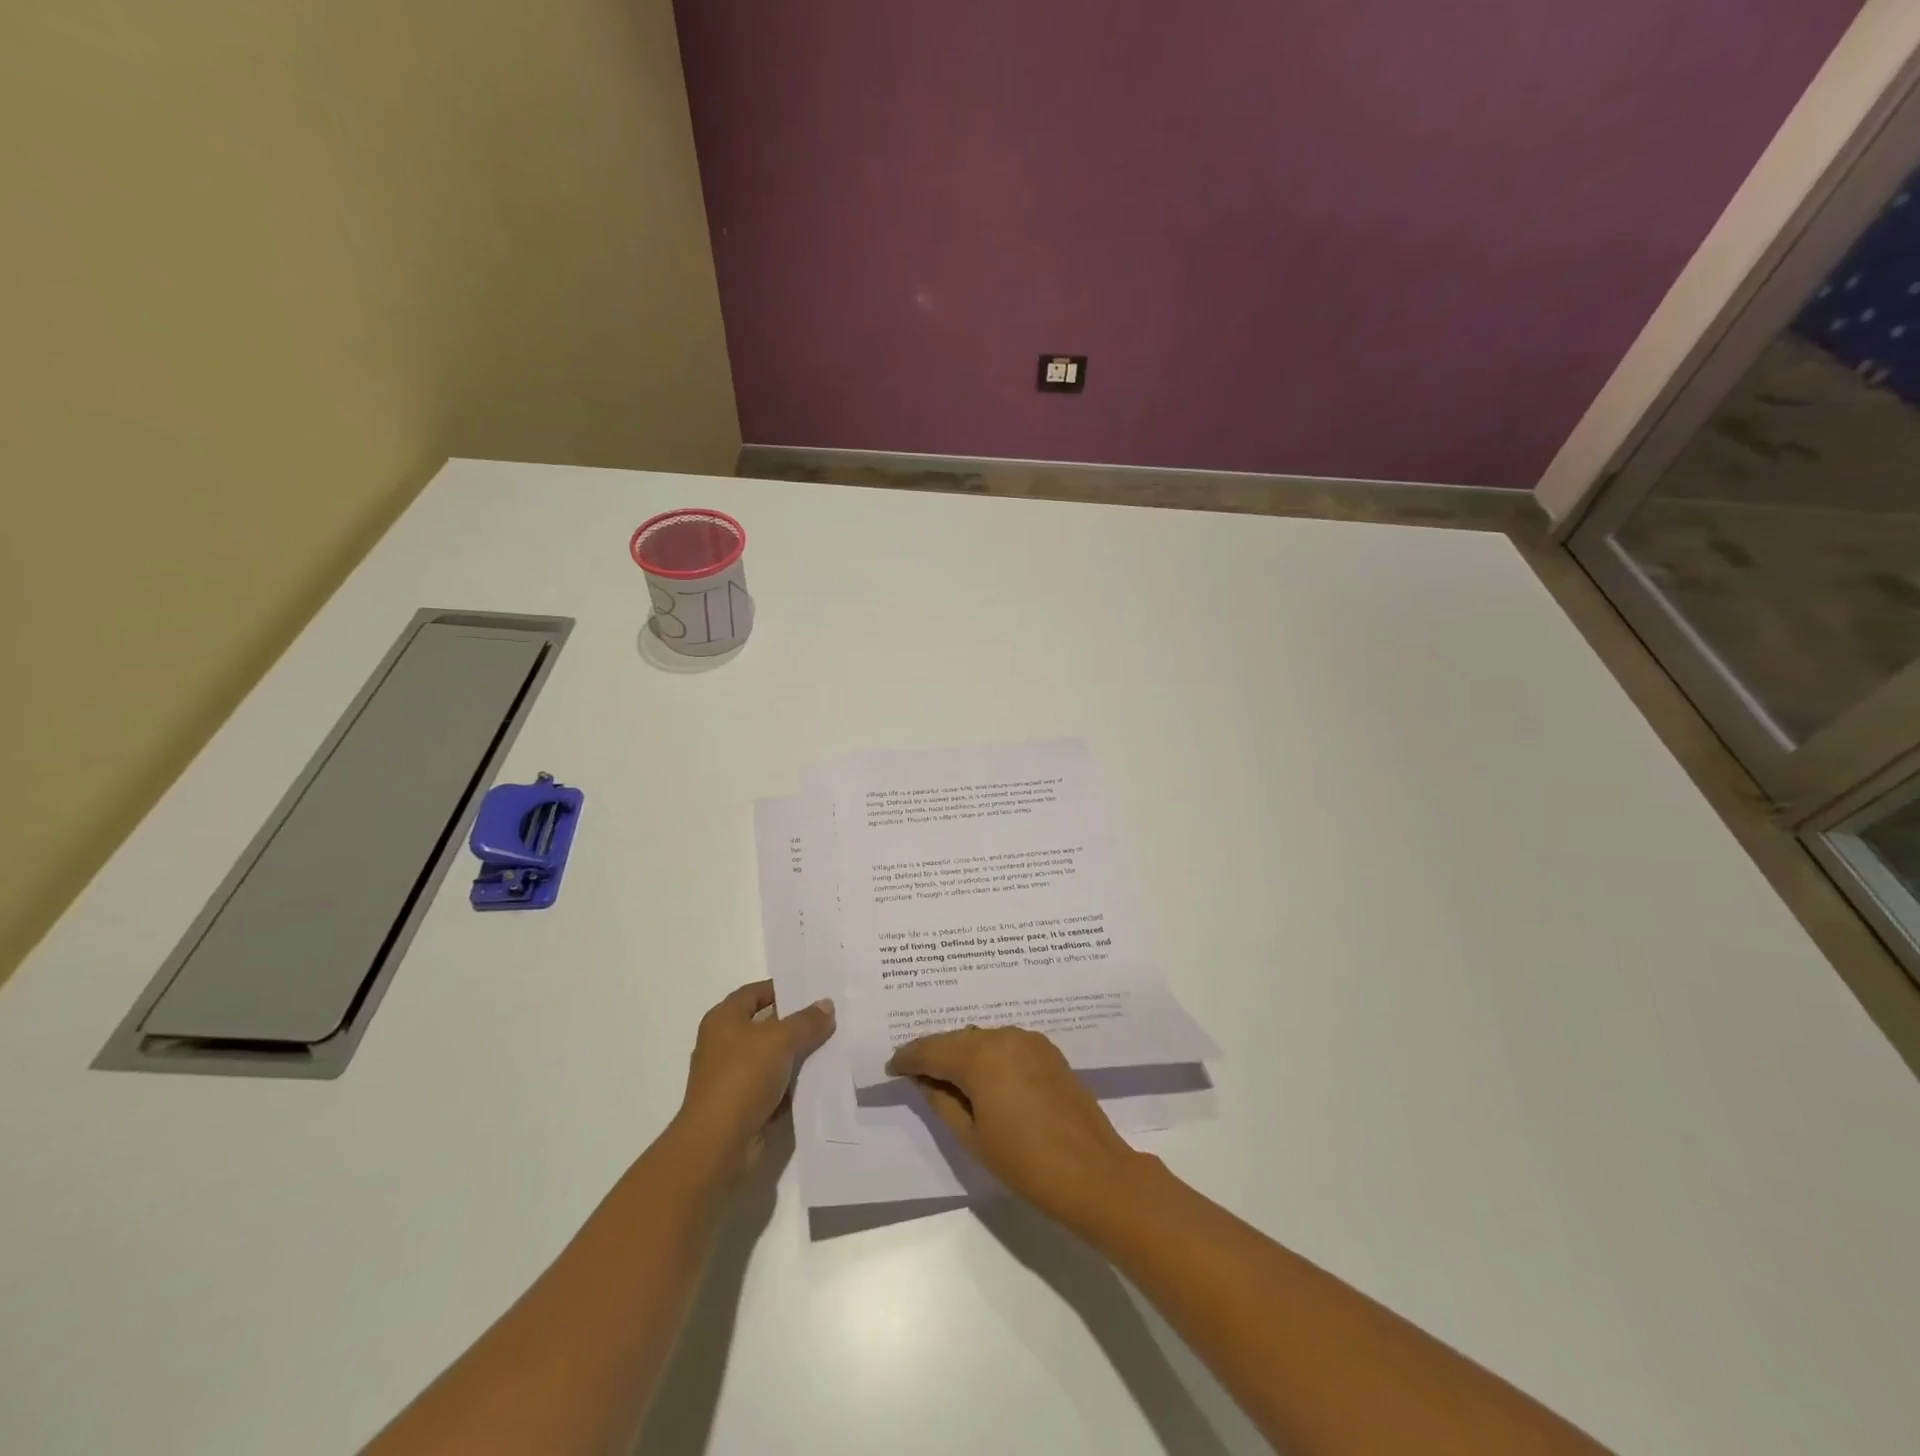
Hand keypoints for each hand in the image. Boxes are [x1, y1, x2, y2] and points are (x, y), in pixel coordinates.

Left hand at [676, 980, 834, 1172]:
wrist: (718, 1145)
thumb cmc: (742, 1078)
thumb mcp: (780, 1040)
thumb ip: (806, 1021)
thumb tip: (826, 1006)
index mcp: (724, 1020)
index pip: (755, 993)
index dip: (782, 988)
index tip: (813, 989)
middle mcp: (725, 1044)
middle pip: (766, 1025)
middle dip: (797, 1022)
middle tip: (831, 1016)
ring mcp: (734, 1077)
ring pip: (774, 1057)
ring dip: (799, 1054)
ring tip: (835, 1044)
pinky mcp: (745, 1105)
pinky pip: (776, 1086)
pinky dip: (795, 1083)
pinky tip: (822, 1078)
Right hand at [886, 1026, 1148, 1228]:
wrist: (1093, 1172)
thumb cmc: (1025, 1162)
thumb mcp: (972, 1137)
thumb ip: (942, 1101)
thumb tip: (924, 1080)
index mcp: (980, 1057)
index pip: (932, 1050)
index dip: (909, 1058)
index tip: (891, 1067)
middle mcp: (1004, 1037)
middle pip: (957, 1039)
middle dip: (934, 1053)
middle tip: (912, 1070)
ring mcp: (1029, 1041)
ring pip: (982, 1039)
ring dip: (962, 1053)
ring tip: (944, 1074)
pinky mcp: (1047, 1051)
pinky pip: (1005, 1044)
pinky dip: (987, 1054)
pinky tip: (981, 1074)